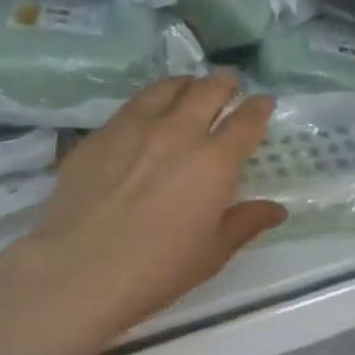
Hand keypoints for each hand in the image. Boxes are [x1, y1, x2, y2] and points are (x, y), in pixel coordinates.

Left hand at [12, 74, 286, 337]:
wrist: (78, 271)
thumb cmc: (156, 270)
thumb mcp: (211, 253)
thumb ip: (245, 223)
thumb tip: (276, 210)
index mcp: (214, 162)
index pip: (246, 120)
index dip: (259, 107)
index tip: (263, 103)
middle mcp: (178, 132)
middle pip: (208, 89)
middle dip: (225, 83)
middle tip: (229, 86)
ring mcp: (134, 127)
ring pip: (167, 87)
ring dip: (187, 84)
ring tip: (189, 91)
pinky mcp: (100, 134)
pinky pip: (132, 105)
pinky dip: (151, 102)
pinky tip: (146, 118)